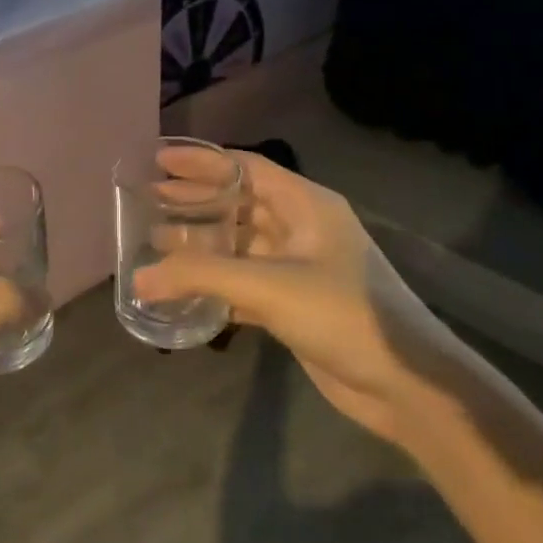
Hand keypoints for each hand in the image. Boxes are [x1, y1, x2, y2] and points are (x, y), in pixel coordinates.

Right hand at [133, 151, 417, 442]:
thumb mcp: (268, 286)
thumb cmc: (342, 314)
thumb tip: (137, 278)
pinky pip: (243, 283)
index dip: (202, 162)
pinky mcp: (294, 304)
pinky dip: (213, 283)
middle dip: (196, 201)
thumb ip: (200, 276)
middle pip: (239, 204)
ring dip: (200, 244)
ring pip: (239, 245)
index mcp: (306, 206)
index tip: (158, 160)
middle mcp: (302, 229)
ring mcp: (299, 268)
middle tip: (149, 200)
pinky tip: (182, 290)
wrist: (404, 383)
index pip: (246, 168)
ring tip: (155, 241)